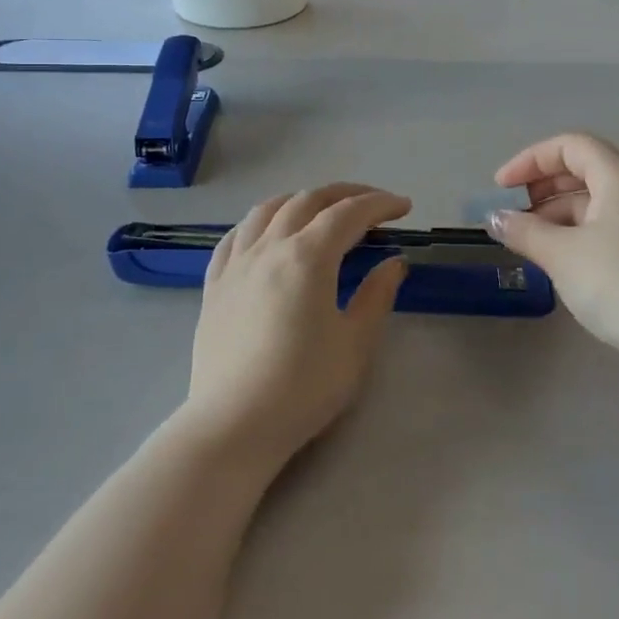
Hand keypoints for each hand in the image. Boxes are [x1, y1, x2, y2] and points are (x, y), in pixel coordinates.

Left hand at [181, 184, 410, 469]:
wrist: (234, 424)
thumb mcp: (355, 343)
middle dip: (345, 194)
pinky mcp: (214, 284)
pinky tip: (267, 232)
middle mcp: (269, 247)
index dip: (380, 204)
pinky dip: (259, 222)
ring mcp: (236, 263)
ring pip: (267, 209)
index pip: (349, 214)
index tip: (403, 207)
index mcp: (308, 256)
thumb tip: (393, 263)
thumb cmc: (304, 387)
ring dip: (300, 200)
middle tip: (372, 204)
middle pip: (308, 200)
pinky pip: (235, 236)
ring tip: (320, 209)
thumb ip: (376, 296)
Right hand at [487, 133, 618, 384]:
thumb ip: (524, 231)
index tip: (501, 187)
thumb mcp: (563, 255)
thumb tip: (494, 218)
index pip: (570, 145)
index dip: (530, 160)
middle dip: (543, 186)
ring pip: (597, 201)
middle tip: (513, 213)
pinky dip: (580, 232)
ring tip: (529, 242)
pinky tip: (561, 260)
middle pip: (584, 169)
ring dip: (558, 213)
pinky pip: (610, 225)